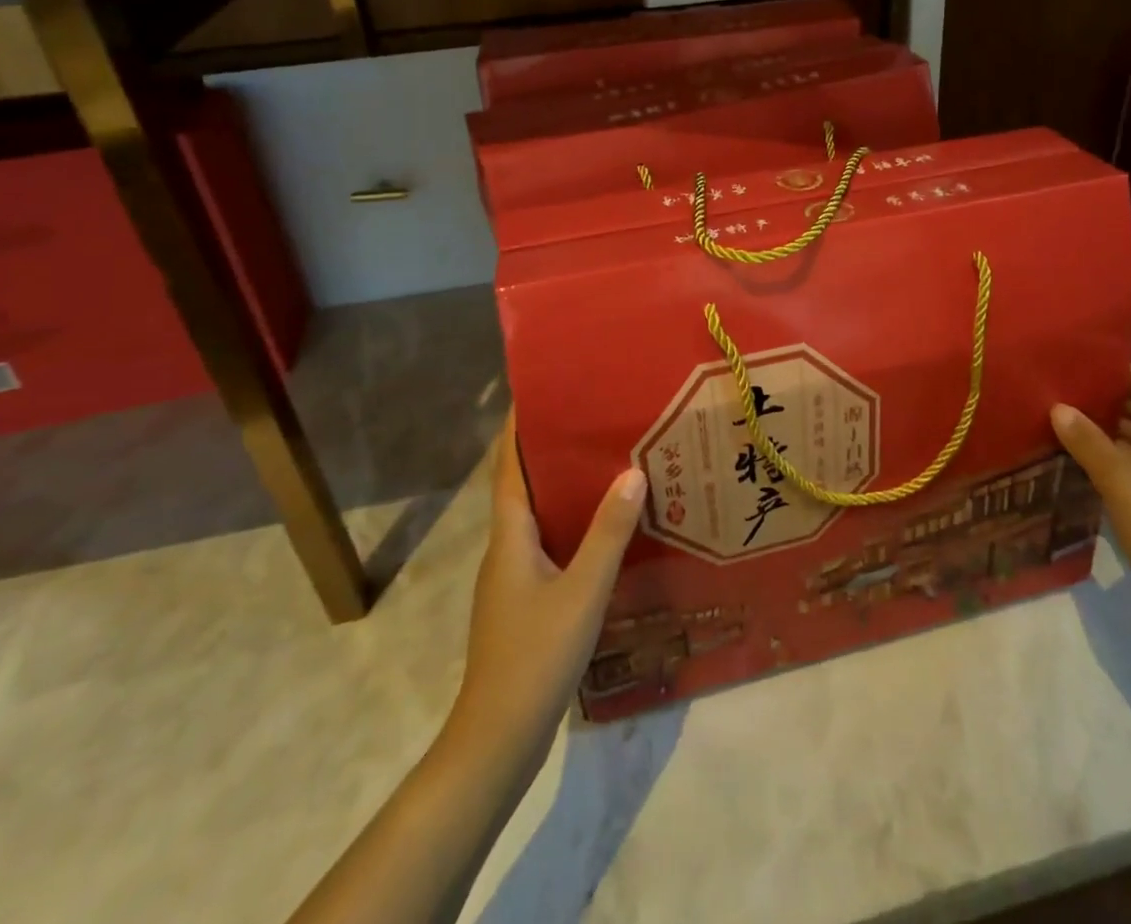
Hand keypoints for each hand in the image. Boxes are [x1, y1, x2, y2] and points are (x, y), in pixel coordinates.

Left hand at [451, 411, 645, 752]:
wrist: (498, 739)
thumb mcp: (581, 591)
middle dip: (548, 450)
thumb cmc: (535, 656)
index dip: (518, 428)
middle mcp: (506, 548)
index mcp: (510, 536)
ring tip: (605, 463)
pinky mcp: (525, 602)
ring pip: (538, 516)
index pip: (509, 467)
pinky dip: (571, 524)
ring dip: (563, 487)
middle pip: (523, 486)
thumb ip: (608, 533)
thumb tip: (632, 472)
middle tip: (591, 420)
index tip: (539, 391)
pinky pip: (549, 544)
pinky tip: (604, 529)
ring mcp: (513, 578)